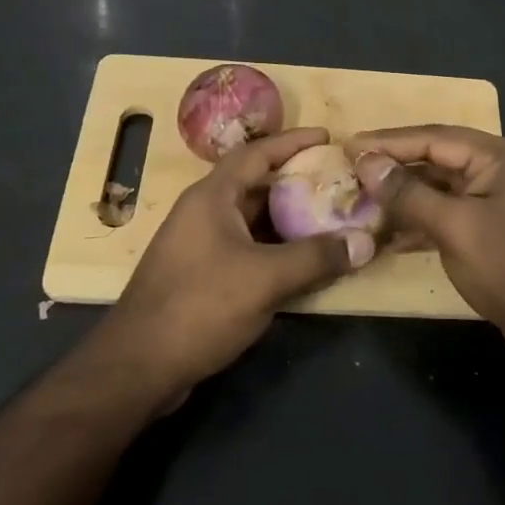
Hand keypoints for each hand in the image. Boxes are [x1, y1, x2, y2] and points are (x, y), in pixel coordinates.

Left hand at [92, 127, 373, 401]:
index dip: (292, 141)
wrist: (138, 367)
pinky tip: (303, 262)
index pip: (256, 153)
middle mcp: (203, 213)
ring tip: (329, 218)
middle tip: (337, 181)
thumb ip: (317, 257)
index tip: (327, 137)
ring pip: (252, 220)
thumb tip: (366, 241)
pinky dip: (275, 248)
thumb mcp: (265, 278)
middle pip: (256, 184)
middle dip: (296, 181)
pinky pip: (247, 248)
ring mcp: (200, 245)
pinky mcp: (201, 276)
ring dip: (288, 218)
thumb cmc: (200, 306)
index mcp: (211, 197)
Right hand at [348, 126, 504, 360]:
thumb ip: (408, 193)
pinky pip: (447, 212)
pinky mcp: (490, 227)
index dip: (388, 142)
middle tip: (350, 170)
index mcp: (497, 156)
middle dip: (393, 167)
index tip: (348, 146)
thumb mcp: (454, 227)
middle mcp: (498, 168)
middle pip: (435, 158)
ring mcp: (495, 199)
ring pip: (439, 187)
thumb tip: (366, 163)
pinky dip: (419, 219)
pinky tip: (388, 233)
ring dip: (403, 195)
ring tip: (361, 199)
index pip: (433, 138)